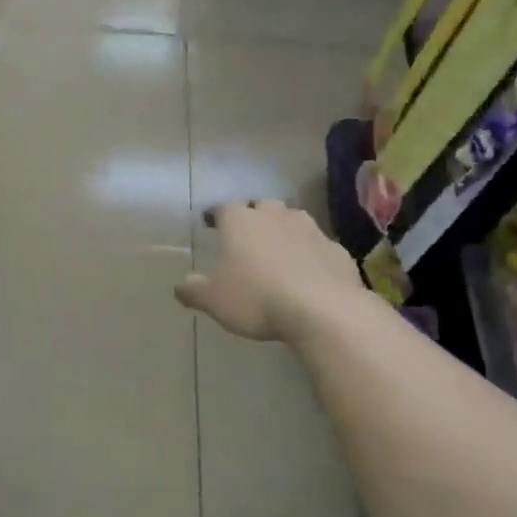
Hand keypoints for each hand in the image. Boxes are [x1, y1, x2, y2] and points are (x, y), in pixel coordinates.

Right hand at [175, 200, 362, 342]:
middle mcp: (275, 217)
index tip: (210, 221)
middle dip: (254, 215)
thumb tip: (180, 286)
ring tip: (278, 248)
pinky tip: (308, 270)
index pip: (223, 208)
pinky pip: (318, 245)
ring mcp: (310, 230)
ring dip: (284, 229)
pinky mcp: (336, 250)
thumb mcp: (214, 300)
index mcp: (241, 222)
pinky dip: (310, 252)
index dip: (216, 215)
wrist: (323, 310)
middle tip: (247, 233)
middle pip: (262, 206)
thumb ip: (194, 291)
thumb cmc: (257, 299)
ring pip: (293, 219)